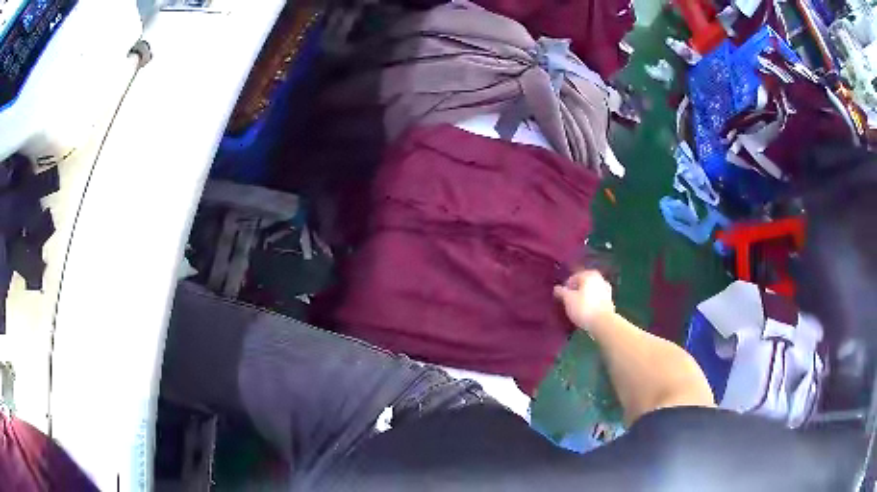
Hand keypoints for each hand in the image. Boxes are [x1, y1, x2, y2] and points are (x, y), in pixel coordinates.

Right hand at [553, 270, 615, 332]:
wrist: (603, 323)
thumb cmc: (584, 308)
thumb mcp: (568, 299)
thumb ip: (561, 292)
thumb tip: (557, 288)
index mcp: (589, 275)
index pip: (573, 277)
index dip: (566, 287)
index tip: (561, 297)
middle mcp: (599, 279)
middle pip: (583, 284)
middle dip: (576, 291)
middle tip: (568, 301)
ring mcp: (606, 290)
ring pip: (590, 292)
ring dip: (584, 297)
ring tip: (577, 308)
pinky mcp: (609, 302)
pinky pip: (596, 300)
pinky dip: (591, 303)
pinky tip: (586, 312)